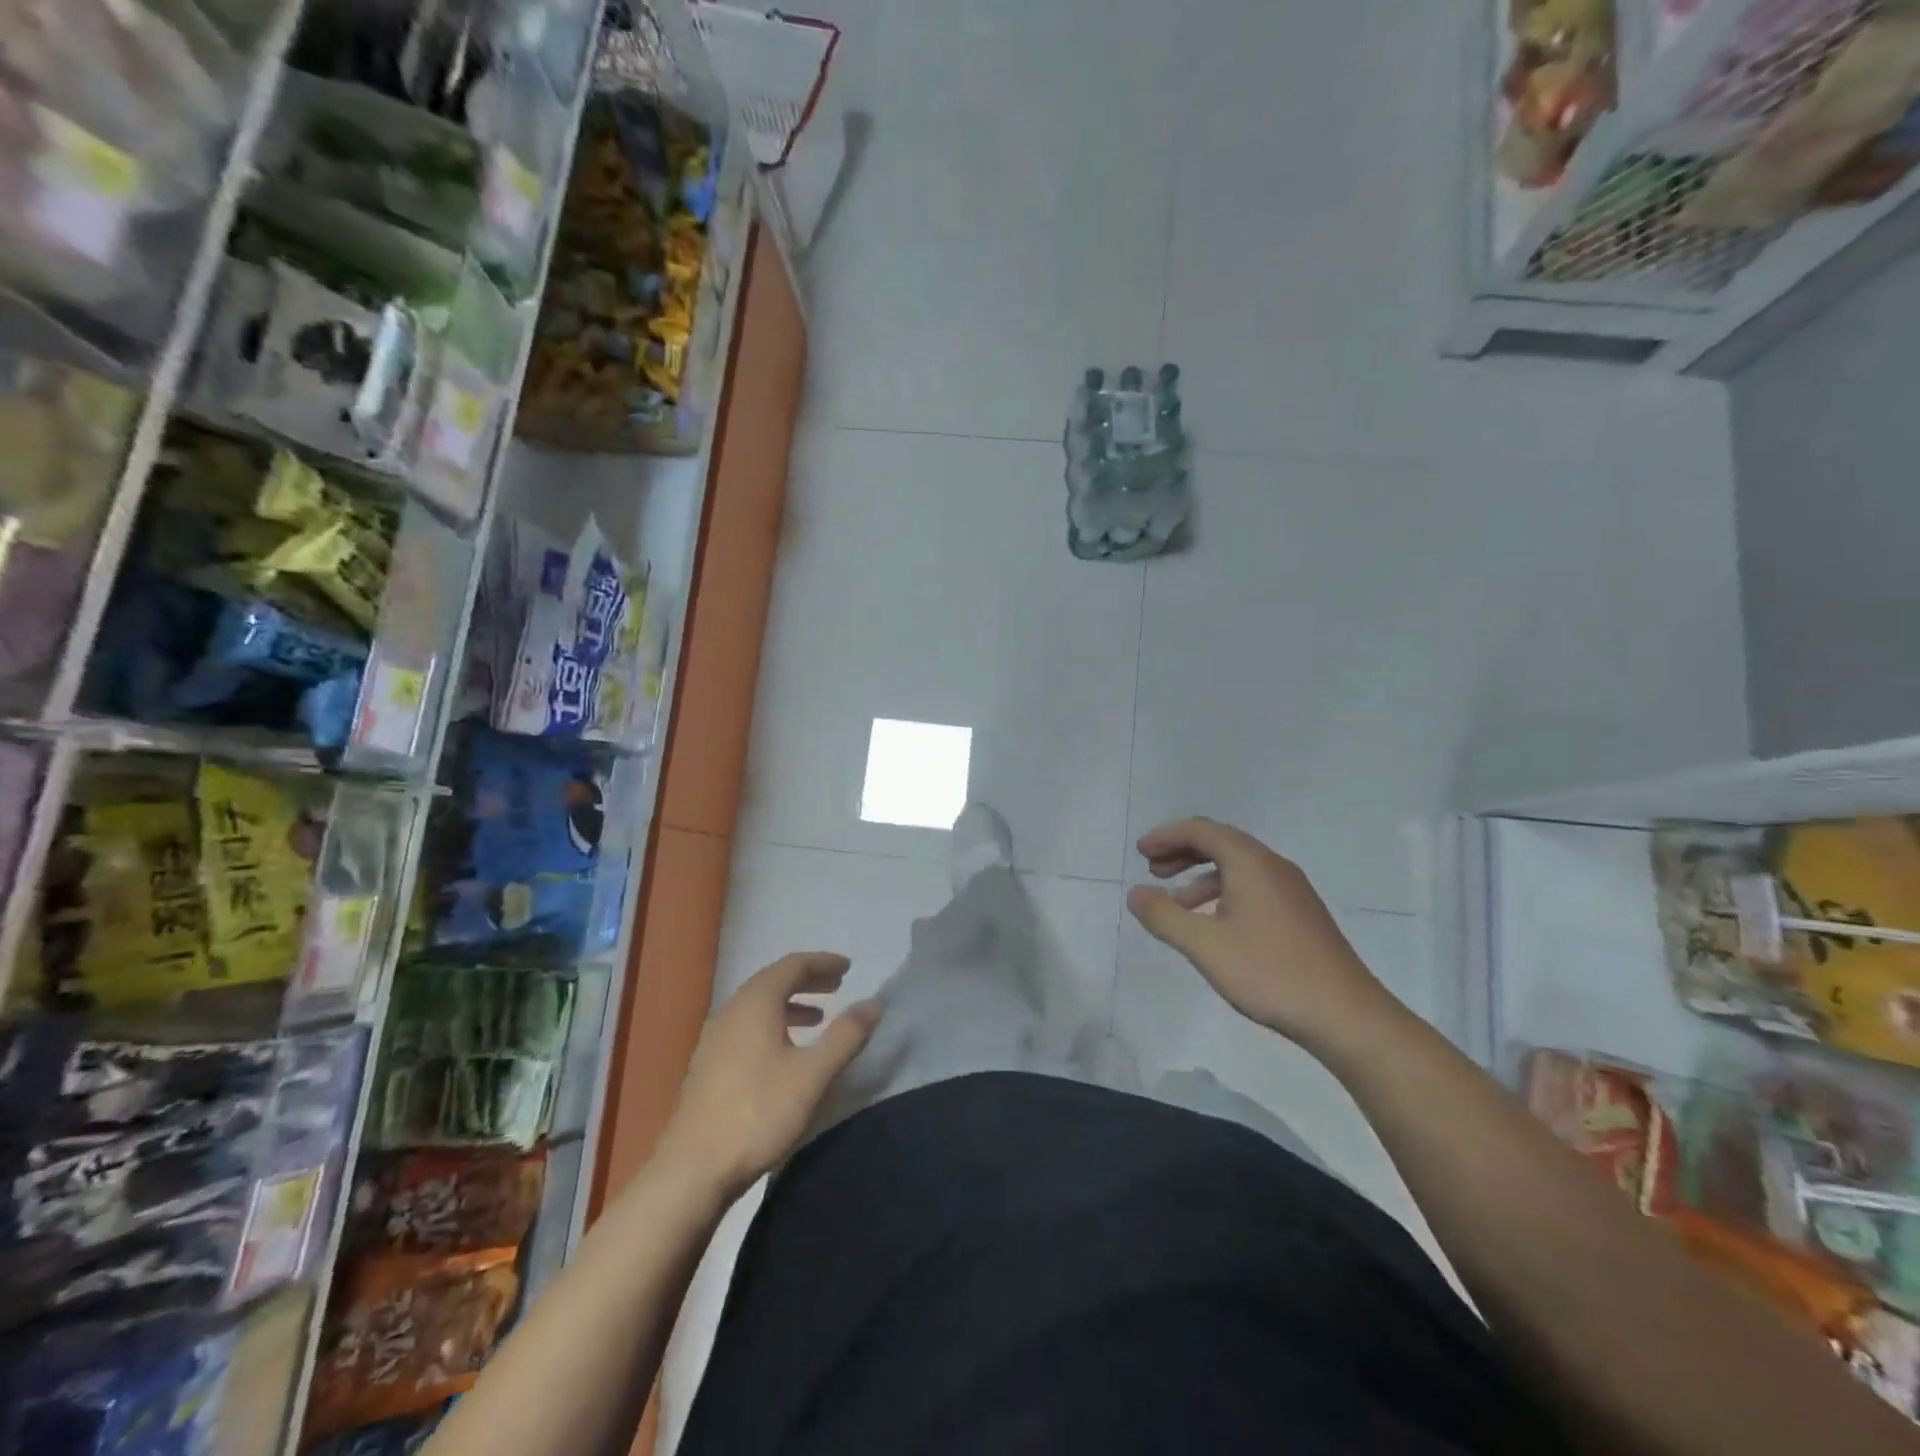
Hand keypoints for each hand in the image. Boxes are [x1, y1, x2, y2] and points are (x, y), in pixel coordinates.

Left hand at [659, 952, 881, 1198]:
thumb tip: (873, 1003)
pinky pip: (747, 1026)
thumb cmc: (758, 1113)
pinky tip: (786, 1052)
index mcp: (756, 1003)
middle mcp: (732, 1010)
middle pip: (773, 981)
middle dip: (807, 980)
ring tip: (818, 1018)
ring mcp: (715, 1038)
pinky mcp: (709, 1064)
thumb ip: (845, 1036)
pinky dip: (773, 1024)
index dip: (822, 962)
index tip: (848, 967)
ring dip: (790, 1004)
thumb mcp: (813, 1075)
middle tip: (837, 986)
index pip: (792, 965)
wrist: (693, 1170)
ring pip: (758, 1006)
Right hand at [1126, 817, 1396, 1052]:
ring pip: (1237, 867)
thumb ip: (1164, 916)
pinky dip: (1223, 893)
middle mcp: (1273, 867)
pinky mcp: (1300, 915)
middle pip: (1220, 843)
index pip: (1202, 831)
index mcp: (1251, 863)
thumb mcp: (1205, 946)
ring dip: (1201, 876)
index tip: (1140, 853)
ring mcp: (1292, 891)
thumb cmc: (1270, 973)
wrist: (1346, 1016)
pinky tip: (1213, 926)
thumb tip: (1136, 893)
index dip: (1167, 836)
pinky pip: (1252, 887)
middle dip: (1182, 852)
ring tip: (1175, 903)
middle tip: (1152, 870)